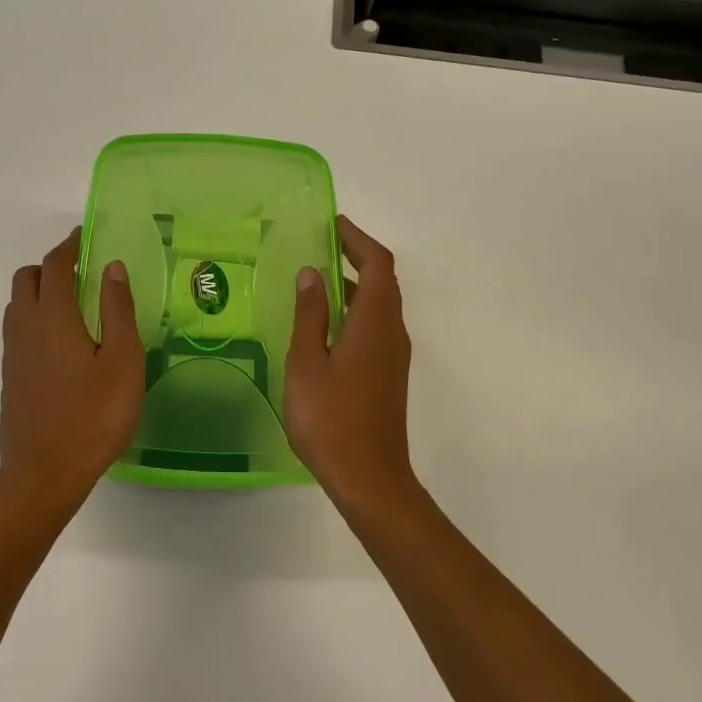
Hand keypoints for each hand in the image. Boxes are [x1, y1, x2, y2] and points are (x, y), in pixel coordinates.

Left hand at [0, 228, 144, 512]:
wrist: (43, 473)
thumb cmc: (94, 416)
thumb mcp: (122, 361)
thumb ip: (118, 310)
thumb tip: (112, 267)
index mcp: (53, 316)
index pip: (55, 265)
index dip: (70, 246)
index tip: (85, 236)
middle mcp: (25, 326)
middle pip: (27, 278)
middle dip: (52, 266)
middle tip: (83, 273)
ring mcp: (13, 352)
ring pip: (17, 303)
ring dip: (40, 291)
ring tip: (74, 304)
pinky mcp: (11, 375)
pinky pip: (18, 328)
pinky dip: (35, 316)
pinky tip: (62, 341)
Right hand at [284, 216, 416, 512]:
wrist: (370, 478)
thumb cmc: (331, 418)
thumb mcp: (308, 362)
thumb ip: (310, 315)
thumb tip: (313, 274)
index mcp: (375, 322)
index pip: (377, 264)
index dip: (358, 239)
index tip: (333, 223)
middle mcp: (392, 332)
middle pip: (383, 280)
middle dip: (357, 256)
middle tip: (322, 243)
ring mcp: (394, 355)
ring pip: (380, 305)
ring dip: (355, 283)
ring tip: (319, 276)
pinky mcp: (388, 374)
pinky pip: (375, 326)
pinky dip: (355, 308)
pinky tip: (326, 322)